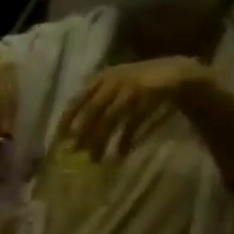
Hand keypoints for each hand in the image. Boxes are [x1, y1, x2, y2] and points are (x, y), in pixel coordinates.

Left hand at [57, 56, 211, 162]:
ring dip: (101, 140)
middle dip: (83, 133)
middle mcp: (114, 80)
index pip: (77, 100)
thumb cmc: (138, 87)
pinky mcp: (148, 95)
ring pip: (111, 117)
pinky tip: (120, 154)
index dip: (66, 120)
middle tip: (75, 153)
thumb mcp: (113, 92)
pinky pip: (132, 121)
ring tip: (96, 160)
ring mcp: (132, 86)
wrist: (176, 73)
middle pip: (93, 110)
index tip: (58, 141)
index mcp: (101, 78)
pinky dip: (125, 139)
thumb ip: (94, 108)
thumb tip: (72, 137)